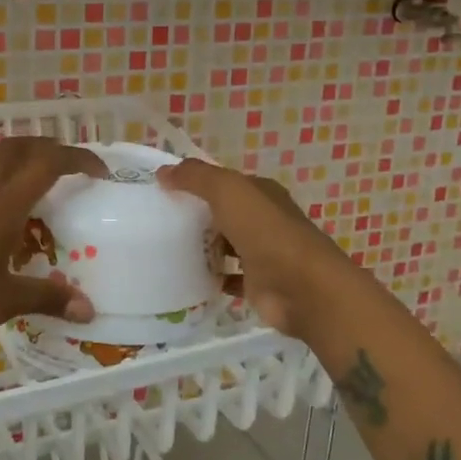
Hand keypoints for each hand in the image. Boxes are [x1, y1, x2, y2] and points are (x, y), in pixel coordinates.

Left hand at [0, 137, 104, 352]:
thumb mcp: (4, 300)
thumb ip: (47, 298)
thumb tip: (88, 310)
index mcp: (4, 205)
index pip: (47, 162)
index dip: (78, 158)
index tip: (102, 172)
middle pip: (18, 148)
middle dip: (50, 148)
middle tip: (74, 170)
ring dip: (27, 169)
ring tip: (49, 201)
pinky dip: (9, 193)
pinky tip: (14, 231)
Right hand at [156, 158, 353, 342]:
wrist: (302, 288)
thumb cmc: (266, 231)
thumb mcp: (228, 191)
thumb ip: (196, 177)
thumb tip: (163, 171)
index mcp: (262, 193)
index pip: (226, 182)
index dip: (198, 182)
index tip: (164, 189)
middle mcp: (265, 220)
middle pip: (225, 214)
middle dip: (197, 216)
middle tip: (159, 221)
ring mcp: (263, 254)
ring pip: (226, 245)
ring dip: (204, 247)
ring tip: (167, 248)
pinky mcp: (258, 284)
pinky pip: (229, 278)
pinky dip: (212, 278)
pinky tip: (188, 278)